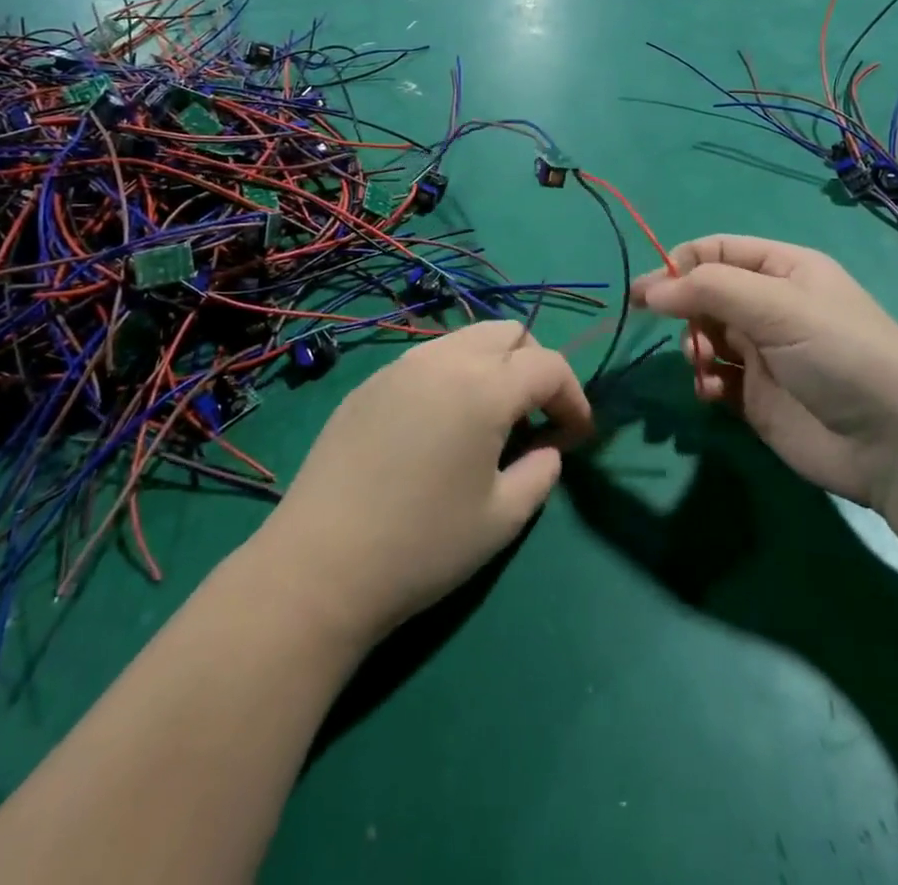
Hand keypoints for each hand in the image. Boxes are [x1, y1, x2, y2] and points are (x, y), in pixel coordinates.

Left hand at [254, 322, 592, 643]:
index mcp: (483, 387)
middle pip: (508, 333)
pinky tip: (441, 426)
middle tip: (536, 417)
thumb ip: (541, 472)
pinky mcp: (370, 383)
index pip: (548, 366)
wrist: (320, 565)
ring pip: (466, 339)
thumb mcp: (502, 518)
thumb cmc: (423, 546)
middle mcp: (444, 360)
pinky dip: (453, 376)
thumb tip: (547, 448)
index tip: (577, 435)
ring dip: (493, 366)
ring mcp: (401, 366)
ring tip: (489, 421)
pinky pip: (428, 360)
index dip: (573, 397)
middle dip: (534, 366)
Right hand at [630, 235, 897, 509]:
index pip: (716, 251)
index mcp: (783, 269)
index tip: (648, 292)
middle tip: (683, 334)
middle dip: (686, 310)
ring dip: (694, 347)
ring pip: (705, 336)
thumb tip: (650, 290)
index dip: (679, 264)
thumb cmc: (839, 353)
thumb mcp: (777, 306)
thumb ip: (709, 290)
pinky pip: (715, 378)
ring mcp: (763, 353)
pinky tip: (712, 393)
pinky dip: (705, 381)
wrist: (894, 442)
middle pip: (705, 294)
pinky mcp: (758, 397)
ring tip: (703, 364)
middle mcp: (771, 306)